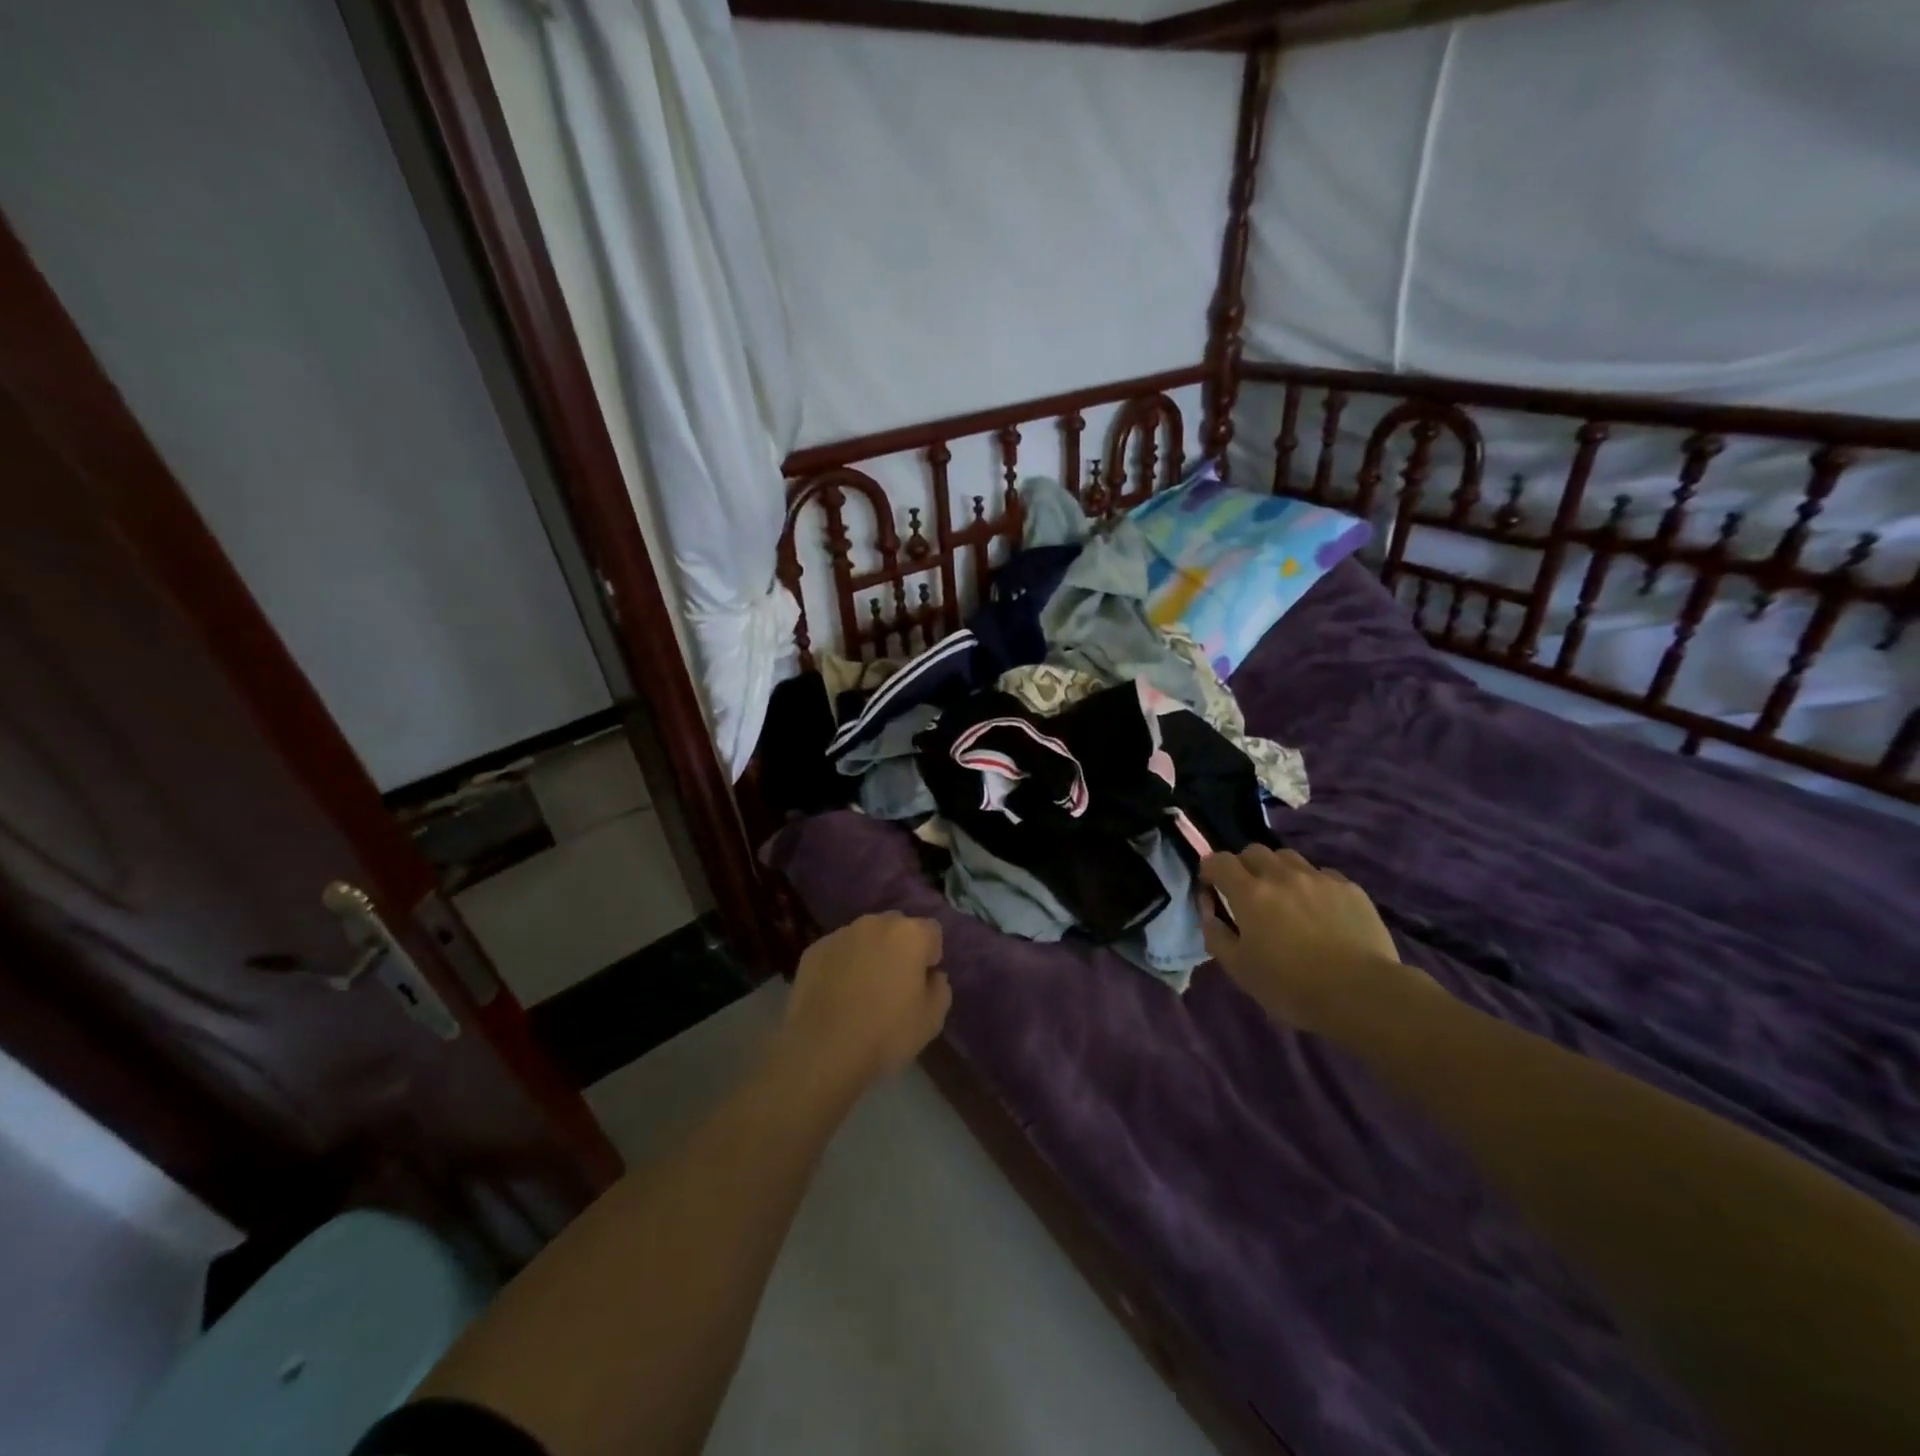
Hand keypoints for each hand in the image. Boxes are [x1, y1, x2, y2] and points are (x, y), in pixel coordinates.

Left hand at [783, 913, 950, 1084]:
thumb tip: (931, 975)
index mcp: (909, 934)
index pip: (932, 931)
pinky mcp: (813, 950)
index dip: (930, 956)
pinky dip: (841, 964)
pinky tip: (837, 995)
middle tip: (894, 983)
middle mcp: (875, 923)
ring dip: (869, 953)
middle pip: (896, 927)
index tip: (922, 982)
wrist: (823, 1051)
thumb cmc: (886, 1034)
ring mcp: (840, 934)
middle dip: (900, 948)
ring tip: (862, 990)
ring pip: (864, 937)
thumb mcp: (932, 1019)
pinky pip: (838, 951)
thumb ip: (940, 987)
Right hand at [1200, 847, 1425, 1034]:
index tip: (1212, 890)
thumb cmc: (1291, 986)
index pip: (1218, 861)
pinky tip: (1319, 910)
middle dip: (1244, 867)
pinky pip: (1322, 875)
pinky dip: (1312, 885)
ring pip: (1288, 858)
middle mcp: (1282, 875)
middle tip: (1248, 894)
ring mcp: (1319, 878)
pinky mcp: (1350, 888)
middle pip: (1254, 851)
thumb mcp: (1239, 968)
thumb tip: (1209, 910)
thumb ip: (1215, 933)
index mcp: (1250, 893)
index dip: (1210, 870)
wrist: (1362, 994)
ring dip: (1278, 871)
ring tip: (1285, 898)